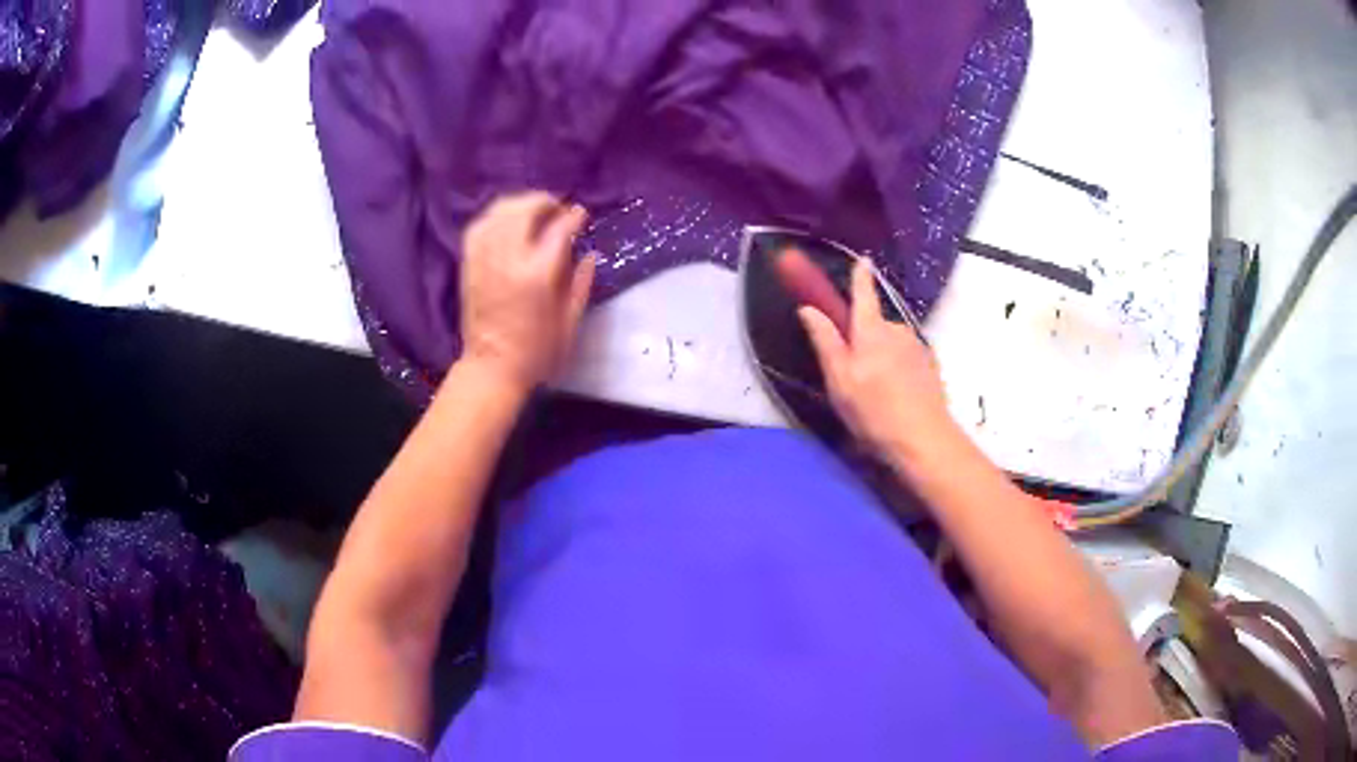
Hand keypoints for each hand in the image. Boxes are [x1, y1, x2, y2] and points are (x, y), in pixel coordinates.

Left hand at [459, 192, 595, 390]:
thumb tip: (589, 254)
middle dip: (544, 202)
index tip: (582, 214)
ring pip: (499, 213)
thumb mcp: (570, 321)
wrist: (492, 368)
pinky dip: (494, 217)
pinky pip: (479, 226)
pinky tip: (506, 222)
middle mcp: (508, 259)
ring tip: (533, 211)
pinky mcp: (469, 264)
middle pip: (524, 210)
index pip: (558, 229)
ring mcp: (484, 259)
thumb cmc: (537, 352)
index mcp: (537, 275)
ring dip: (519, 204)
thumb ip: (581, 283)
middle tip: (557, 209)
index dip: (573, 216)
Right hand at [797, 258, 958, 465]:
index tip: (861, 260)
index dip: (860, 276)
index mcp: (872, 330)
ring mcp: (917, 347)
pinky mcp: (929, 365)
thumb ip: (825, 341)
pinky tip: (894, 397)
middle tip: (853, 375)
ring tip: (875, 393)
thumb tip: (808, 309)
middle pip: (874, 324)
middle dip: (863, 339)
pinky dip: (896, 369)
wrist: (923, 439)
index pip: (863, 293)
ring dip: (881, 357)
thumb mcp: (840, 380)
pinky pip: (905, 358)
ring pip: (890, 343)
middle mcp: (897, 330)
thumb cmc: (874, 411)